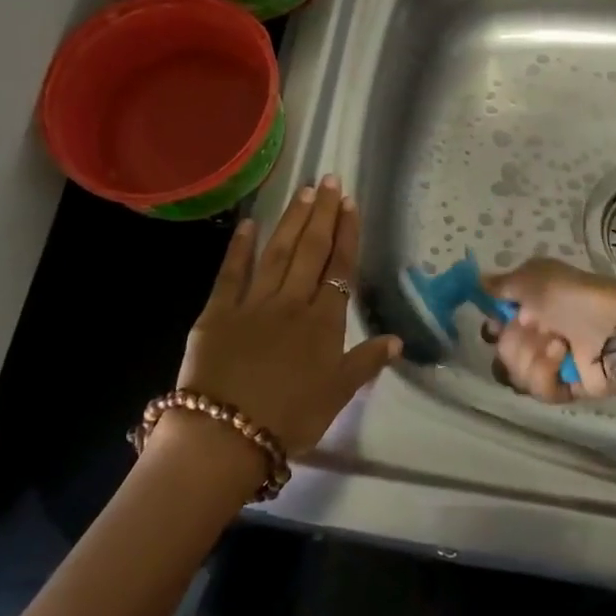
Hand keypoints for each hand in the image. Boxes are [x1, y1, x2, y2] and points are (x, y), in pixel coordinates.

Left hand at [175, 176, 400, 456]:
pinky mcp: (217, 312)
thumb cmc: (290, 419)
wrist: (226, 434)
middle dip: (322, 214)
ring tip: (303, 192)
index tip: (350, 204)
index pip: (340, 269)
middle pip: (311, 251)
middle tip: (329, 181)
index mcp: (323, 323)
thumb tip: (398, 340)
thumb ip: (366, 363)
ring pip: (278, 253)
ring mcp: (253, 303)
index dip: (347, 234)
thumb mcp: (337, 396)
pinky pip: (231, 273)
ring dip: (292, 221)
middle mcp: (292, 302)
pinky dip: (240, 247)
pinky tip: (249, 223)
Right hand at [483, 258, 615, 403]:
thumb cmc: (574, 295)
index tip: (497, 320)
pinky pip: (540, 391)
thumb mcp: (534, 277)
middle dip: (514, 341)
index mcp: (534, 307)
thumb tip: (478, 282)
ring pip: (516, 374)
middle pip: (503, 351)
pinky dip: (546, 374)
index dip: (494, 325)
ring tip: (557, 344)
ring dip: (531, 357)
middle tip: (535, 329)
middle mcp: (540, 334)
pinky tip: (562, 358)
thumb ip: (502, 284)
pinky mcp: (567, 388)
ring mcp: (554, 363)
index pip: (498, 324)